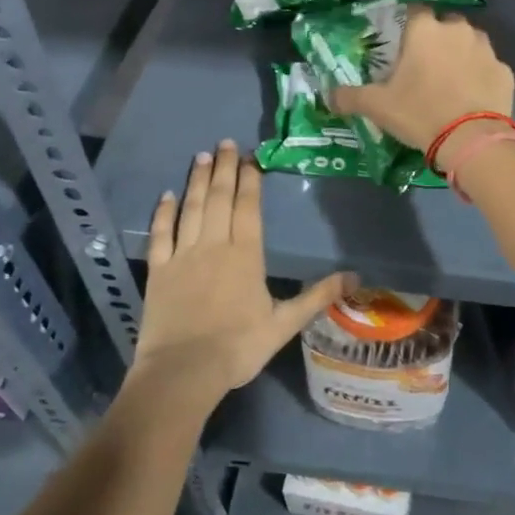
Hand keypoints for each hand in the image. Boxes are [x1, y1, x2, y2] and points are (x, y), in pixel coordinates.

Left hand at [132, 141, 350, 403]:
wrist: (183, 372)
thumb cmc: (238, 347)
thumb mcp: (284, 324)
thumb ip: (317, 296)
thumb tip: (355, 276)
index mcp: (246, 254)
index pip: (248, 206)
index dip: (250, 179)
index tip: (251, 156)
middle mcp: (214, 244)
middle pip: (220, 197)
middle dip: (224, 168)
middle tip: (226, 142)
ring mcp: (183, 254)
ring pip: (192, 207)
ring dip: (198, 180)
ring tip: (202, 156)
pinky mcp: (158, 270)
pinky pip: (160, 234)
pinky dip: (163, 212)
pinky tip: (166, 195)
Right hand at [332, 8, 514, 151]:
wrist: (471, 140)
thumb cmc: (420, 113)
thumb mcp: (377, 106)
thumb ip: (350, 96)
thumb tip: (329, 96)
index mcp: (425, 30)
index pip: (413, 10)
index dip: (406, 24)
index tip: (401, 43)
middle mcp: (458, 30)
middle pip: (444, 24)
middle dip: (436, 38)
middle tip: (424, 66)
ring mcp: (486, 49)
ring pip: (470, 42)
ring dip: (461, 54)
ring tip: (450, 80)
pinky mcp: (505, 71)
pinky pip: (488, 67)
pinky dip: (480, 76)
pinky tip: (472, 97)